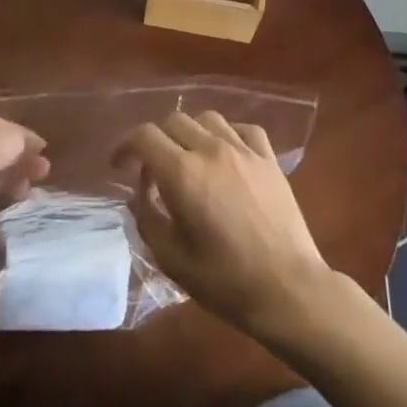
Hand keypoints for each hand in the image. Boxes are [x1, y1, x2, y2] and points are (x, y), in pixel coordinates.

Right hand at [114, 111, 337, 339]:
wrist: (287, 288)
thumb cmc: (224, 281)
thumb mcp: (171, 258)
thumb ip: (147, 218)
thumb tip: (139, 192)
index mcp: (183, 174)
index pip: (145, 136)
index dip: (125, 145)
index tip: (118, 165)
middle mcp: (211, 150)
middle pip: (174, 120)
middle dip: (155, 139)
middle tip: (152, 167)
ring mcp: (244, 151)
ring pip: (208, 118)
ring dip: (190, 132)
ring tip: (188, 157)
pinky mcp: (269, 159)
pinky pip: (243, 129)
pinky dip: (227, 134)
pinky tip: (225, 154)